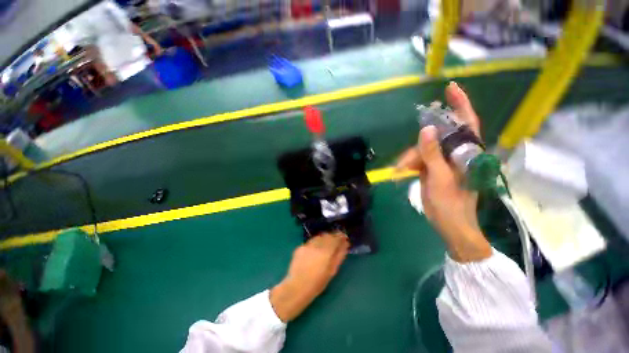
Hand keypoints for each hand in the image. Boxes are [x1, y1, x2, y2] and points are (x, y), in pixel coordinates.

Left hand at [270, 232, 348, 321]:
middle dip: (332, 237)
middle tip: (335, 242)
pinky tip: (314, 252)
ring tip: (325, 246)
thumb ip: (339, 255)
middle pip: (327, 235)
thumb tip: (345, 244)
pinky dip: (315, 244)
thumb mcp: (332, 270)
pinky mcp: (300, 247)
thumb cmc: (318, 282)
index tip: (344, 237)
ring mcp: (307, 245)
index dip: (340, 236)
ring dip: (324, 239)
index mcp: (326, 251)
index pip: (335, 237)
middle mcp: (316, 245)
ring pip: (318, 237)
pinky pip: (310, 242)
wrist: (297, 287)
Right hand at [396, 82, 490, 261]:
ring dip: (411, 159)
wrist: (450, 224)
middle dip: (418, 148)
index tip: (450, 88)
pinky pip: (421, 159)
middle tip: (405, 163)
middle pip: (436, 139)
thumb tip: (426, 129)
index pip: (467, 122)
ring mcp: (445, 161)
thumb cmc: (450, 204)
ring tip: (402, 173)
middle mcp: (457, 153)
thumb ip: (432, 153)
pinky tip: (403, 172)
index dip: (460, 104)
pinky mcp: (435, 168)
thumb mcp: (439, 178)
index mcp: (467, 154)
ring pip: (425, 150)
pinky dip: (410, 164)